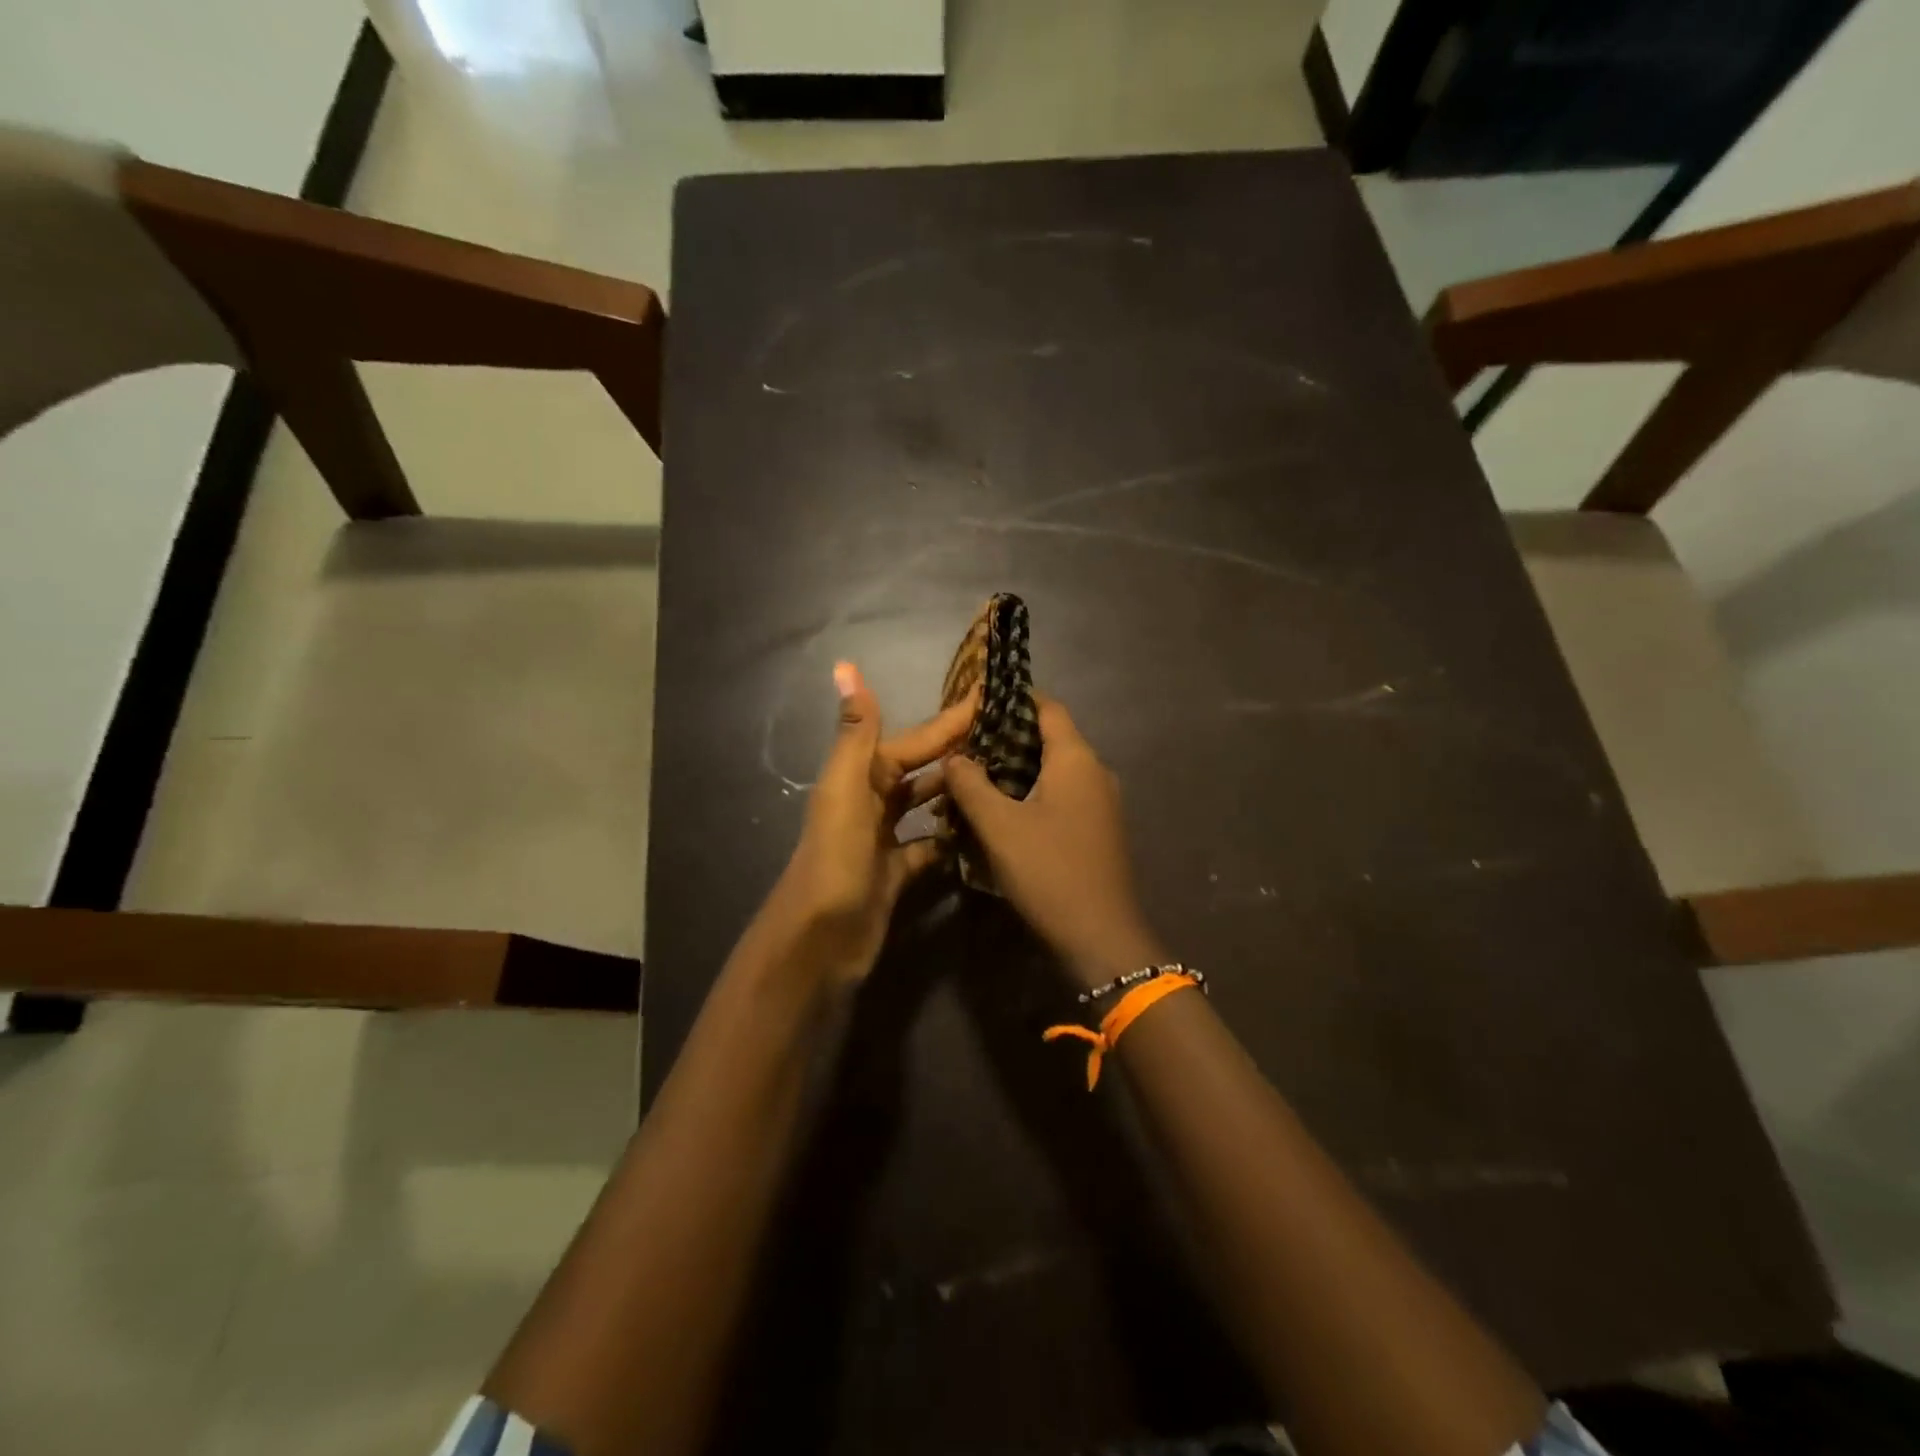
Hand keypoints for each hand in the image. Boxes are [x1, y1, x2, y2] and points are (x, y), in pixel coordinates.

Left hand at [762, 662, 976, 986]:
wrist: (820, 941)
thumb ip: (855, 732)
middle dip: (956, 750)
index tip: (990, 695)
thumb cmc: (837, 860)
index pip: (914, 740)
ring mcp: (884, 838)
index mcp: (861, 776)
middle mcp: (871, 801)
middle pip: (920, 768)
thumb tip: (845, 665)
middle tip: (1008, 735)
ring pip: (925, 804)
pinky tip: (981, 830)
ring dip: (954, 789)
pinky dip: (949, 837)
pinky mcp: (896, 873)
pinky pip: (928, 846)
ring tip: (1002, 776)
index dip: (950, 719)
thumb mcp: (846, 791)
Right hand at [944, 697, 1164, 987]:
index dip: (1012, 699)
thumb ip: (971, 784)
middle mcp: (1095, 772)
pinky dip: (1030, 795)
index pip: (1046, 707)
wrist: (1101, 937)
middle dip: (1005, 738)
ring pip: (1052, 771)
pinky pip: (1060, 797)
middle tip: (963, 745)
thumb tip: (953, 757)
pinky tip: (1000, 813)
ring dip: (1015, 771)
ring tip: (973, 778)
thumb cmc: (1049, 870)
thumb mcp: (999, 826)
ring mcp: (1101, 803)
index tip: (975, 701)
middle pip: (1048, 738)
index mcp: (1076, 759)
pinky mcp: (1097, 830)